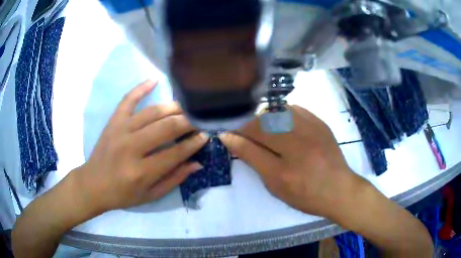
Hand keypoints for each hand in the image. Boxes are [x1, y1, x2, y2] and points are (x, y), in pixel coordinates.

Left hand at [74, 80, 207, 212]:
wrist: (93, 185)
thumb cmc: (122, 194)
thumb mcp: (150, 195)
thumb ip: (174, 179)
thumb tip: (197, 163)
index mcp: (141, 172)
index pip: (174, 153)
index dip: (193, 144)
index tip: (206, 135)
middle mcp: (131, 148)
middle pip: (165, 128)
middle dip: (188, 122)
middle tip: (201, 118)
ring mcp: (120, 131)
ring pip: (151, 113)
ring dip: (172, 108)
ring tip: (187, 106)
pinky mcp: (113, 122)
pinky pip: (127, 100)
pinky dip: (140, 88)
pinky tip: (154, 80)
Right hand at [219, 105, 357, 216]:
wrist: (339, 190)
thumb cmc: (306, 194)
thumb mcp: (276, 185)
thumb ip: (253, 160)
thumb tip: (230, 139)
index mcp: (285, 169)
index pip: (251, 144)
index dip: (235, 136)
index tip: (226, 133)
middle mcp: (298, 144)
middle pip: (262, 123)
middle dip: (247, 125)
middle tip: (243, 131)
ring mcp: (312, 130)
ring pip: (278, 112)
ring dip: (264, 117)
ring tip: (262, 128)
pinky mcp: (320, 123)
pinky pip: (295, 109)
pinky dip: (282, 113)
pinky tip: (281, 121)